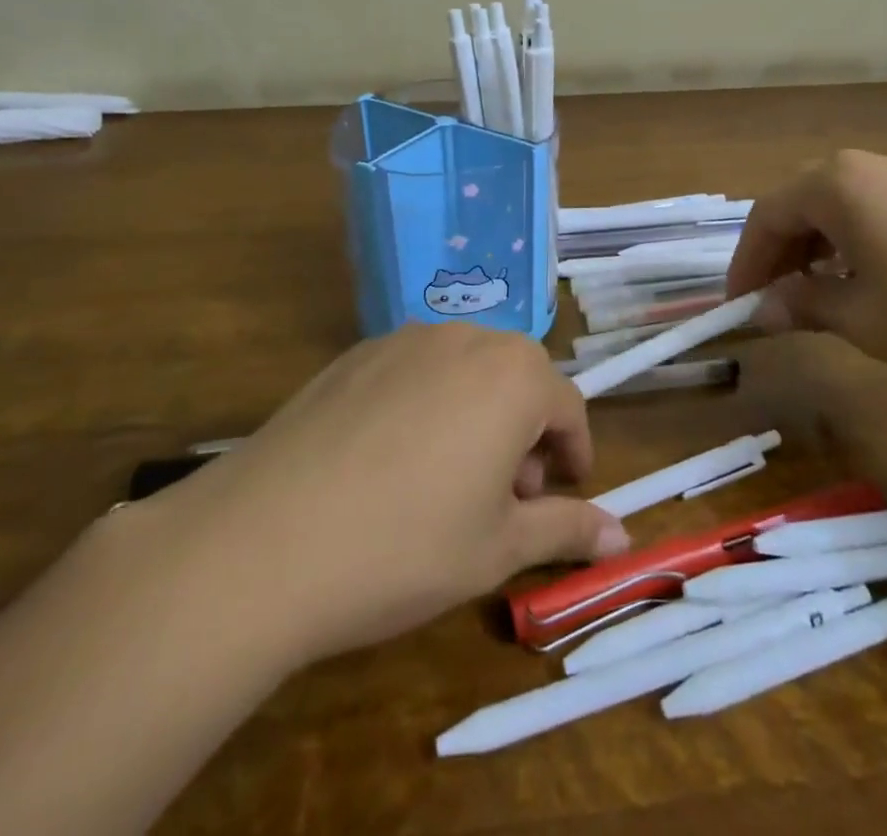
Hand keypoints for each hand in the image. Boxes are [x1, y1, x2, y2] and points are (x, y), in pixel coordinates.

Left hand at [159, 322, 628, 667]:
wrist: (264, 541)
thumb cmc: (404, 547)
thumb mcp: (497, 549)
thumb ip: (566, 530)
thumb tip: (622, 537)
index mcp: (514, 376)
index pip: (568, 407)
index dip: (573, 454)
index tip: (564, 494)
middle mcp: (467, 338)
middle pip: (519, 379)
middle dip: (526, 433)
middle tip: (507, 496)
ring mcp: (405, 338)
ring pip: (467, 369)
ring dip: (479, 412)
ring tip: (451, 477)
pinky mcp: (356, 352)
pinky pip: (415, 370)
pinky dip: (428, 403)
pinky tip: (393, 458)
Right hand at [726, 150, 886, 385]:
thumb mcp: (864, 318)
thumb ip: (805, 305)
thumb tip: (765, 309)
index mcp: (834, 185)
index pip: (766, 217)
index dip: (746, 264)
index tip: (739, 306)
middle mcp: (866, 168)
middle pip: (801, 207)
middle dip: (781, 256)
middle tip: (776, 303)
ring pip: (841, 210)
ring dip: (819, 252)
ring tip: (823, 297)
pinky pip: (878, 214)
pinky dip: (858, 246)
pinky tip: (877, 284)